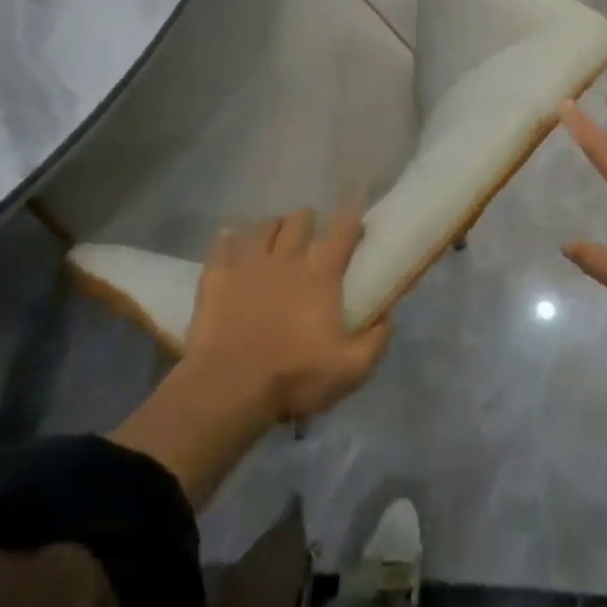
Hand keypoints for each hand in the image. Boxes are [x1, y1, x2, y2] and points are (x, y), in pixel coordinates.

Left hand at [185, 210, 392, 422]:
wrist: (229, 388)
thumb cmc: (294, 376)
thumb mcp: (350, 369)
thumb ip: (375, 341)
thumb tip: (388, 318)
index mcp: (320, 273)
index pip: (342, 231)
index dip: (352, 219)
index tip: (356, 217)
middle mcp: (287, 258)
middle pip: (299, 220)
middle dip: (307, 220)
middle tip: (309, 231)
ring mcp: (248, 265)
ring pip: (262, 228)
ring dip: (272, 227)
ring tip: (273, 235)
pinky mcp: (217, 278)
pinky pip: (221, 247)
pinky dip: (226, 240)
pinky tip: (227, 237)